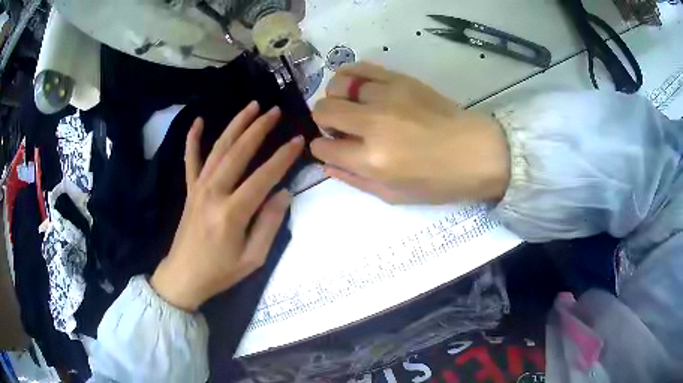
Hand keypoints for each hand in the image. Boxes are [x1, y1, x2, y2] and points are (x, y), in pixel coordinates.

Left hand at [151, 102, 303, 310]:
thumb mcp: (253, 258)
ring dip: (236, 125)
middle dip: (259, 128)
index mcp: (232, 212)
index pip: (263, 176)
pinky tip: (198, 121)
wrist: (183, 277)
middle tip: (275, 111)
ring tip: (251, 106)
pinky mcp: (189, 190)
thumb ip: (269, 224)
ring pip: (219, 149)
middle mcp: (214, 192)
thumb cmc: (220, 272)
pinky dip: (193, 139)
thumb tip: (284, 193)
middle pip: (238, 152)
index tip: (298, 140)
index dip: (283, 157)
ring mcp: (198, 188)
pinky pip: (190, 159)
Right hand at [311, 62, 509, 204]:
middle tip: (341, 128)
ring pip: (338, 85)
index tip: (331, 147)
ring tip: (350, 105)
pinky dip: (350, 76)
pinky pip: (360, 67)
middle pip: (324, 110)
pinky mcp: (400, 79)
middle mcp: (374, 123)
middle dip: (324, 122)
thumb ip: (355, 179)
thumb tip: (326, 164)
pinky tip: (358, 87)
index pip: (324, 147)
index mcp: (373, 159)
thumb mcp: (395, 195)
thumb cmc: (439, 181)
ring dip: (337, 98)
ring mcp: (387, 96)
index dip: (322, 148)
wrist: (477, 151)